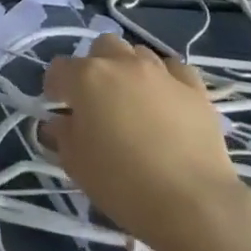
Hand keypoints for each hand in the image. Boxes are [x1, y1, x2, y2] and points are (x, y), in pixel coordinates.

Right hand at [42, 35, 241, 244]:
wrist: (194, 204)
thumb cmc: (123, 184)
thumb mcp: (76, 164)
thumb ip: (62, 136)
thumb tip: (58, 123)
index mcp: (87, 78)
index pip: (59, 69)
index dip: (55, 87)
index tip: (60, 108)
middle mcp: (122, 64)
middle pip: (102, 47)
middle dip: (95, 66)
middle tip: (98, 99)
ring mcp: (161, 73)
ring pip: (138, 52)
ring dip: (130, 69)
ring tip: (134, 99)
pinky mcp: (195, 89)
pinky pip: (175, 68)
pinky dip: (166, 78)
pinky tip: (167, 99)